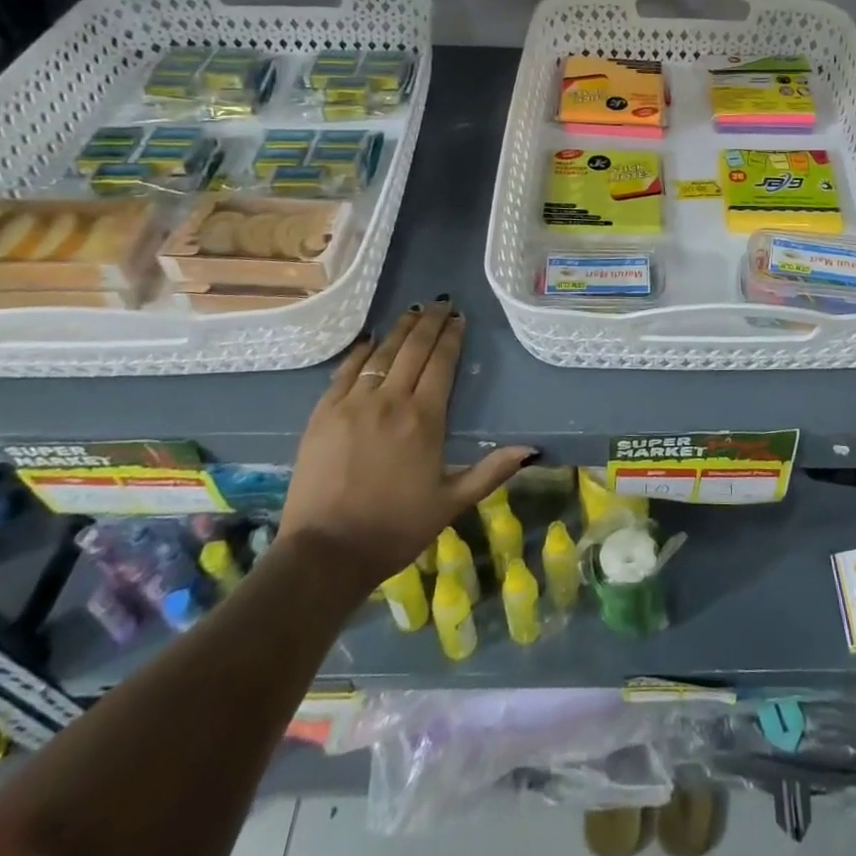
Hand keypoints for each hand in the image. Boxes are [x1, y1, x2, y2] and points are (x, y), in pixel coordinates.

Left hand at [279, 300, 534, 581]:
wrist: (325, 553)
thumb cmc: (395, 528)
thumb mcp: (452, 503)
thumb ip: (491, 471)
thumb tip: (531, 449)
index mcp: (424, 419)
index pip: (442, 363)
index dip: (452, 337)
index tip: (459, 318)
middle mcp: (390, 401)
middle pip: (413, 349)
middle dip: (429, 322)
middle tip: (441, 303)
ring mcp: (352, 404)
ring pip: (381, 354)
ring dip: (399, 330)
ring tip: (412, 311)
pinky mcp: (323, 414)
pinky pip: (345, 371)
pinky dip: (361, 351)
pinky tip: (371, 340)